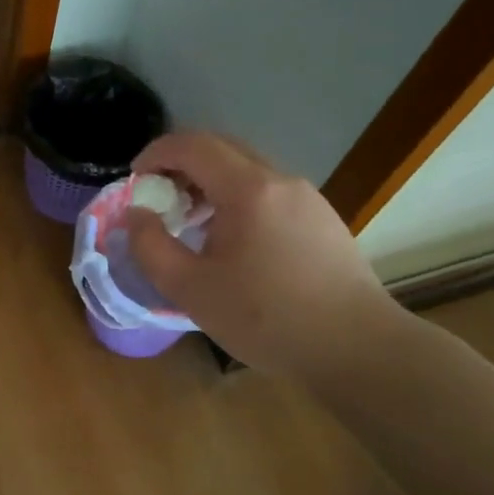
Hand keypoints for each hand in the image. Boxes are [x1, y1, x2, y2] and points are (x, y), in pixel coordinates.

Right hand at [126, 132, 404, 378]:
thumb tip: (137, 214)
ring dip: (210, 182)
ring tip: (192, 221)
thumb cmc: (268, 319)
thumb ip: (151, 247)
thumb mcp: (192, 290)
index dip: (156, 153)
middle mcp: (279, 180)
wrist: (358, 349)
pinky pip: (268, 190)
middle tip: (158, 196)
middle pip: (220, 148)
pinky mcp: (322, 217)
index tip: (135, 179)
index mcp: (247, 189)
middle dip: (181, 164)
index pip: (192, 145)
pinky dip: (237, 197)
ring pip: (246, 169)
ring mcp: (306, 197)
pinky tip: (234, 240)